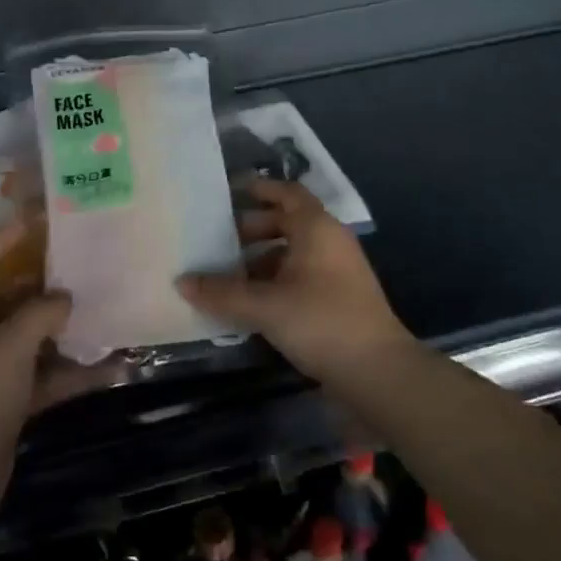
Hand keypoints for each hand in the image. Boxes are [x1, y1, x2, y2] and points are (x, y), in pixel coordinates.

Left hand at [0, 224, 123, 504]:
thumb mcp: (7, 350)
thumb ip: (39, 315)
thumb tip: (66, 297)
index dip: (7, 237)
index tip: (42, 218)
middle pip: (18, 297)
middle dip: (53, 284)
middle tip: (92, 263)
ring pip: (39, 337)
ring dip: (71, 329)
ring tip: (111, 309)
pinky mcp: (14, 399)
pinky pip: (50, 374)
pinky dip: (77, 371)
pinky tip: (115, 366)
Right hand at [178, 179, 411, 384]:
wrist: (378, 371)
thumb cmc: (322, 322)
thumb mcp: (266, 306)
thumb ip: (223, 293)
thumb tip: (182, 281)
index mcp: (317, 228)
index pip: (287, 193)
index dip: (259, 189)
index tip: (229, 192)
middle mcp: (329, 241)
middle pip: (287, 222)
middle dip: (252, 229)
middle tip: (218, 240)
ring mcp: (337, 270)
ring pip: (292, 252)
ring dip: (261, 259)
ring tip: (227, 274)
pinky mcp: (338, 297)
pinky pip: (300, 275)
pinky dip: (275, 280)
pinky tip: (251, 301)